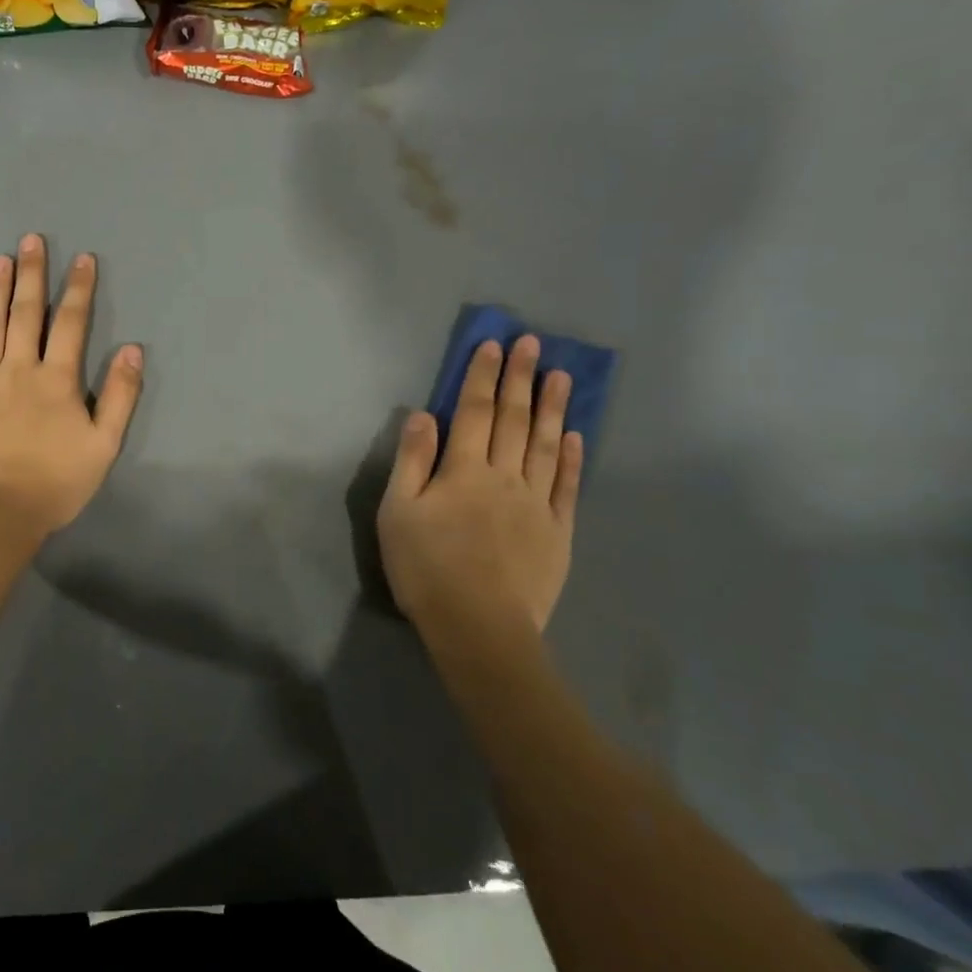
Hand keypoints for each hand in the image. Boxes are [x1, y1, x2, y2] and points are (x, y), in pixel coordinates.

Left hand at [0, 235, 143, 535]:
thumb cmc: (55, 481)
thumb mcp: (104, 444)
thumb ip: (121, 395)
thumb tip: (133, 350)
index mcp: (56, 379)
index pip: (70, 323)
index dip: (78, 289)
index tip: (82, 258)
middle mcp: (18, 369)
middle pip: (26, 313)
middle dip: (32, 274)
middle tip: (31, 240)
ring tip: (0, 259)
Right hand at [378, 336, 583, 632]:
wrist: (479, 628)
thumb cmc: (427, 568)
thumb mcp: (398, 513)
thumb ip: (411, 461)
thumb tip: (423, 415)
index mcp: (463, 470)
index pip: (474, 412)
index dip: (482, 376)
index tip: (493, 345)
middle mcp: (504, 477)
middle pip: (513, 419)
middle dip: (520, 378)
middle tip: (532, 343)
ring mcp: (536, 504)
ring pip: (545, 445)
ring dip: (552, 408)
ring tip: (561, 376)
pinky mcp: (558, 532)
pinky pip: (566, 487)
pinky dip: (570, 459)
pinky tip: (573, 436)